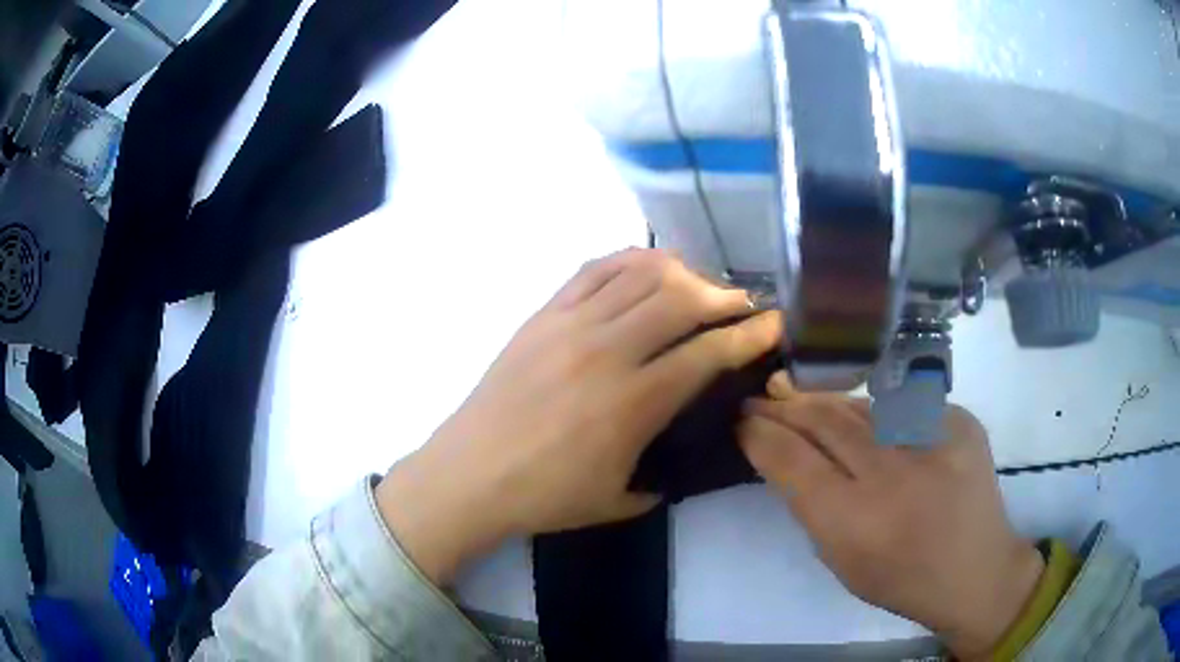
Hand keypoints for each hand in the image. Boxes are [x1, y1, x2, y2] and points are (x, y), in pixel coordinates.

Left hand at [377, 249, 782, 583]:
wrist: (469, 474)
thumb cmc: (544, 496)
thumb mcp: (616, 500)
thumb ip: (658, 480)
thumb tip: (674, 462)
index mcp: (632, 403)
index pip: (708, 354)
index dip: (749, 335)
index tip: (773, 325)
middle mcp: (607, 352)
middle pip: (681, 298)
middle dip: (723, 296)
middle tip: (739, 305)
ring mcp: (570, 325)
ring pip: (640, 273)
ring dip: (681, 272)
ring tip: (696, 286)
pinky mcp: (542, 314)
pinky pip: (593, 269)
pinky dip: (630, 260)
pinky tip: (646, 269)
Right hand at [738, 378, 1042, 659]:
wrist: (976, 568)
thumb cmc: (901, 579)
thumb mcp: (841, 561)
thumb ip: (812, 507)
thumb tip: (786, 457)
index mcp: (855, 521)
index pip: (792, 461)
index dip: (761, 435)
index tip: (741, 420)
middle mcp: (893, 473)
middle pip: (825, 421)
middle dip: (785, 406)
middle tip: (762, 396)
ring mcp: (933, 439)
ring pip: (862, 407)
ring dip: (825, 403)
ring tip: (799, 395)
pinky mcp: (960, 420)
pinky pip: (903, 408)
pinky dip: (877, 413)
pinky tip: (864, 417)